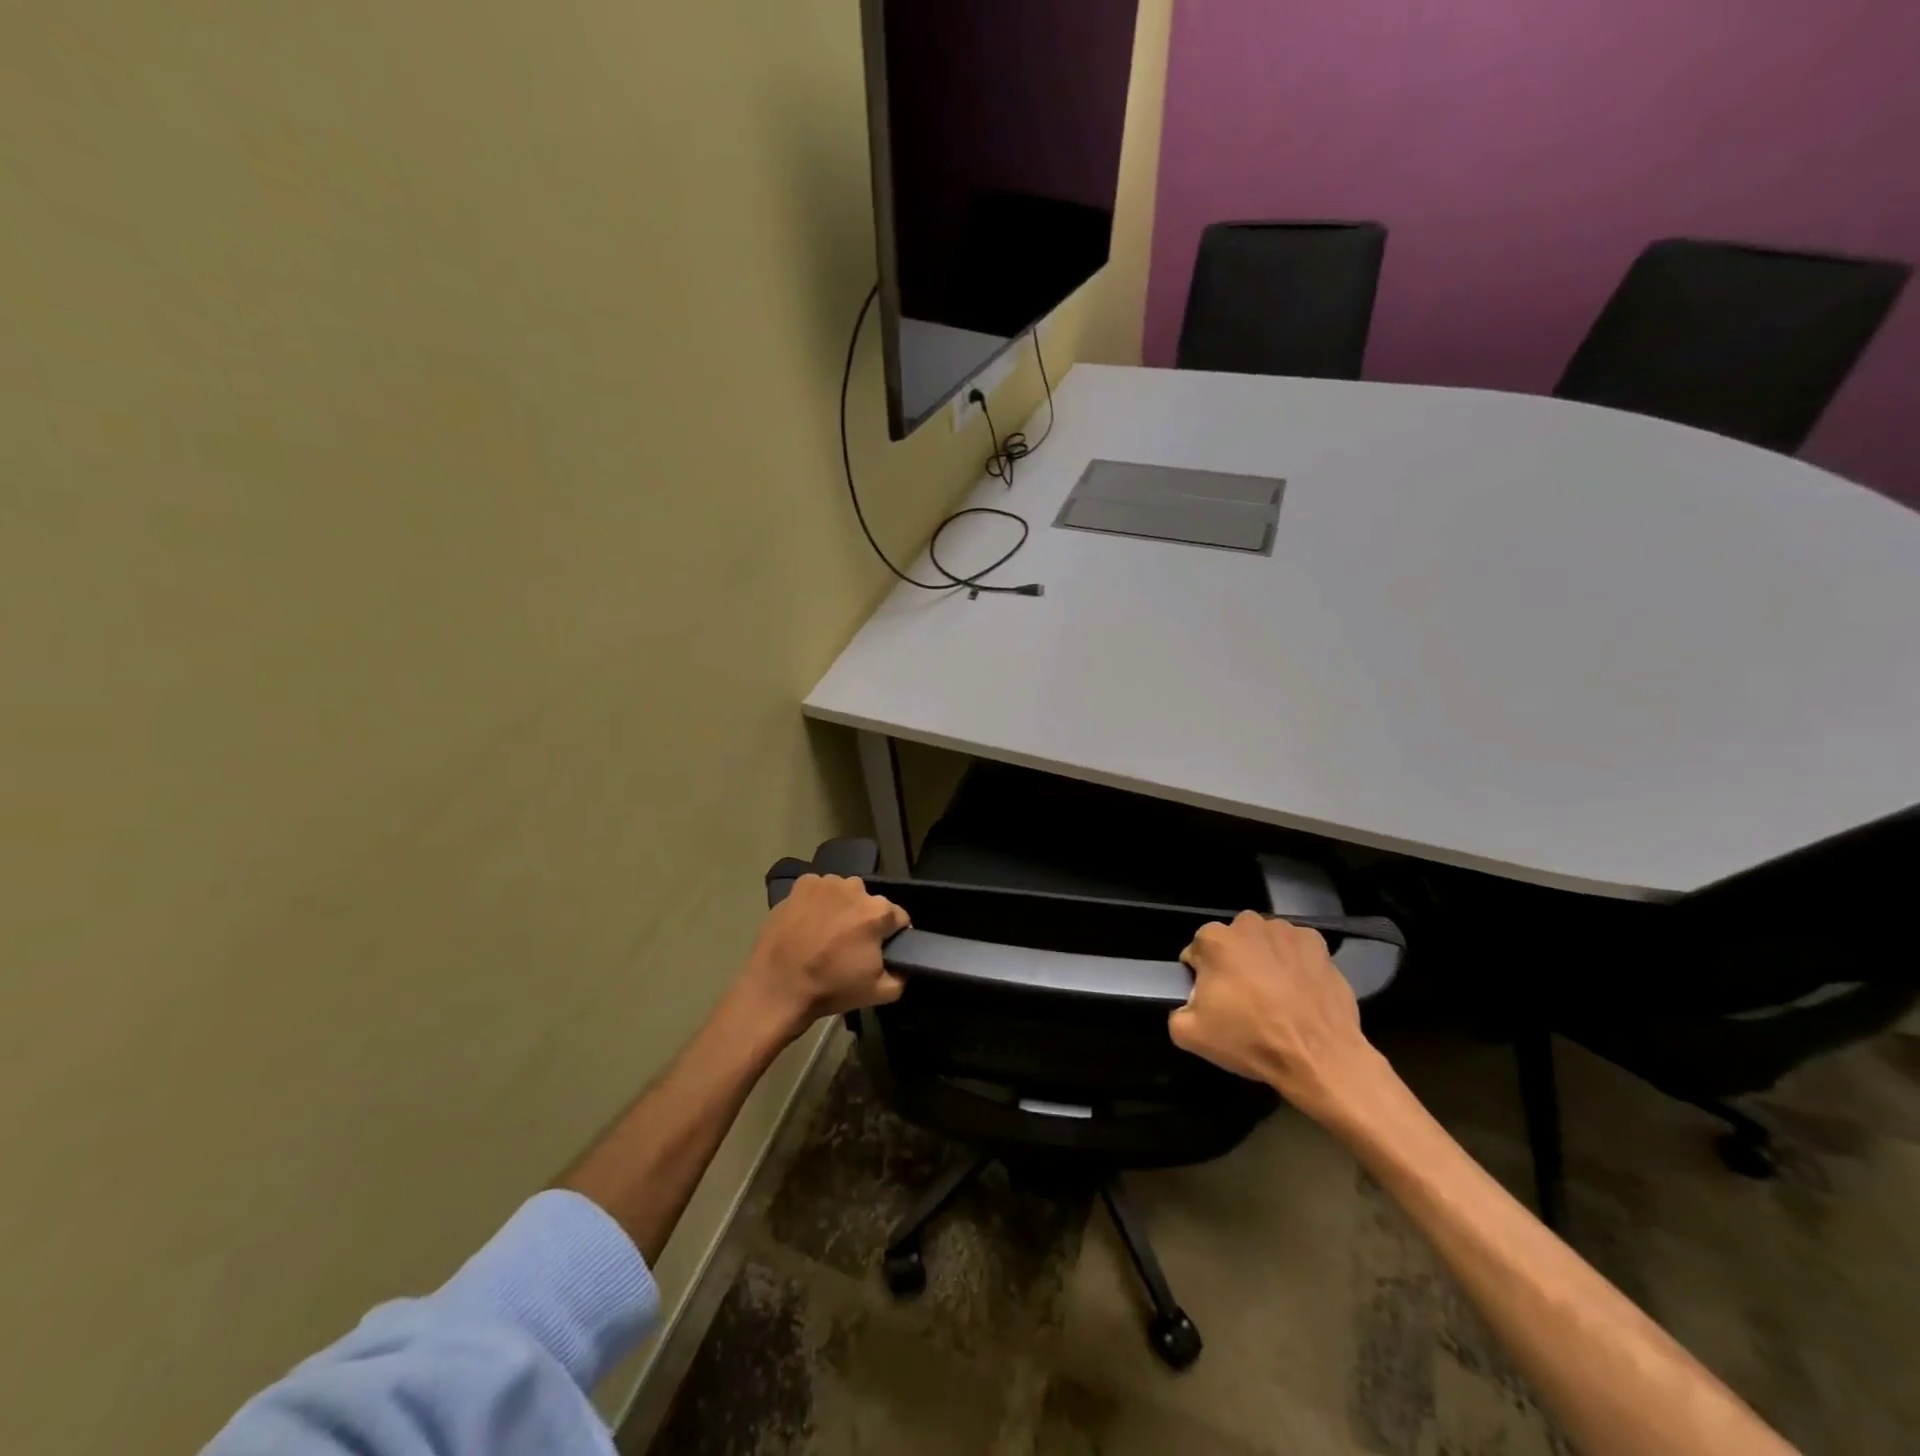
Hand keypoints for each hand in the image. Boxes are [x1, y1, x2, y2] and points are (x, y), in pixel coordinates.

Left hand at [739, 874, 908, 1039]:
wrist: (777, 988)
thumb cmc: (830, 988)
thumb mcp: (880, 993)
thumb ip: (902, 975)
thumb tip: (903, 964)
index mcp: (877, 911)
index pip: (900, 918)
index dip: (893, 936)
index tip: (880, 952)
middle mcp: (855, 888)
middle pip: (871, 904)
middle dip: (866, 921)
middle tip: (850, 946)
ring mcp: (826, 883)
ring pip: (845, 894)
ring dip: (843, 909)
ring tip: (827, 934)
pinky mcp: (801, 885)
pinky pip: (820, 891)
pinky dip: (818, 903)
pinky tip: (809, 923)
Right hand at [1171, 910, 1383, 1122]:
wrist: (1319, 1057)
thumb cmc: (1251, 1039)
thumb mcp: (1190, 1035)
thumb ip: (1176, 1011)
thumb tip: (1188, 1004)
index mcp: (1214, 939)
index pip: (1196, 953)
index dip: (1202, 978)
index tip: (1215, 1002)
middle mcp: (1248, 924)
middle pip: (1231, 943)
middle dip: (1233, 964)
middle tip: (1245, 1000)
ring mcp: (1286, 931)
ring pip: (1264, 943)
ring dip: (1264, 961)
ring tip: (1276, 997)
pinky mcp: (1318, 944)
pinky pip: (1296, 949)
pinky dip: (1294, 964)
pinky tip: (1299, 991)